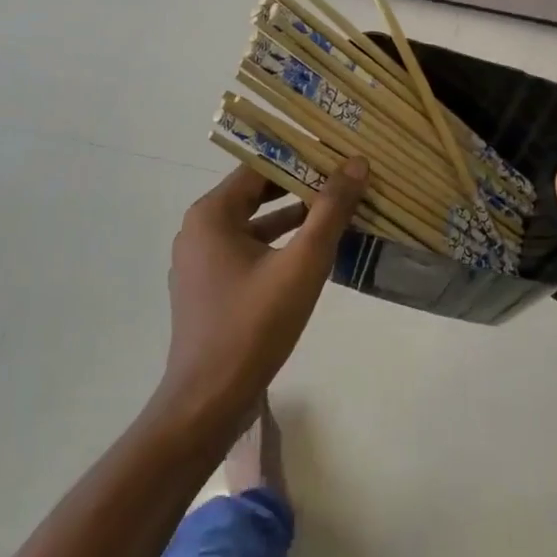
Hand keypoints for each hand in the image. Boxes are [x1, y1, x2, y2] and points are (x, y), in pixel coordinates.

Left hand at [155, 159, 367, 430]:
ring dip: (293, 216)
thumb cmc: (253, 326)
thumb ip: (330, 211)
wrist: (208, 402)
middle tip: (344, 177)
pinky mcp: (209, 286)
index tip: (338, 154)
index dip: (301, 158)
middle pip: (256, 192)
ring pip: (253, 223)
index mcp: (211, 214)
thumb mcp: (302, 264)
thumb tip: (356, 163)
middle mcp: (200, 229)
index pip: (261, 167)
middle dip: (300, 185)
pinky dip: (278, 244)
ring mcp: (201, 260)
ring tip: (337, 209)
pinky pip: (247, 249)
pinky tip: (313, 251)